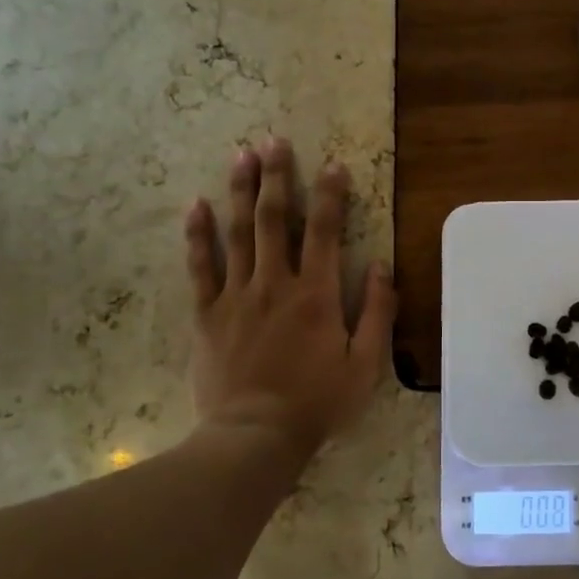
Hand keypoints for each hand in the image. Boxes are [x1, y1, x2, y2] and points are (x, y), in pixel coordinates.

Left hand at [184, 138, 394, 454]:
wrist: (254, 438)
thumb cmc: (317, 402)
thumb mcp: (365, 365)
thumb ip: (378, 312)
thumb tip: (383, 265)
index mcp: (317, 294)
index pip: (326, 231)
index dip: (331, 194)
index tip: (333, 164)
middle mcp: (276, 283)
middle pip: (276, 219)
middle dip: (277, 177)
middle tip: (273, 141)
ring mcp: (237, 296)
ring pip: (238, 232)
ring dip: (241, 191)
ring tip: (241, 155)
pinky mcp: (208, 314)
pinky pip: (200, 267)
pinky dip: (198, 235)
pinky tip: (195, 206)